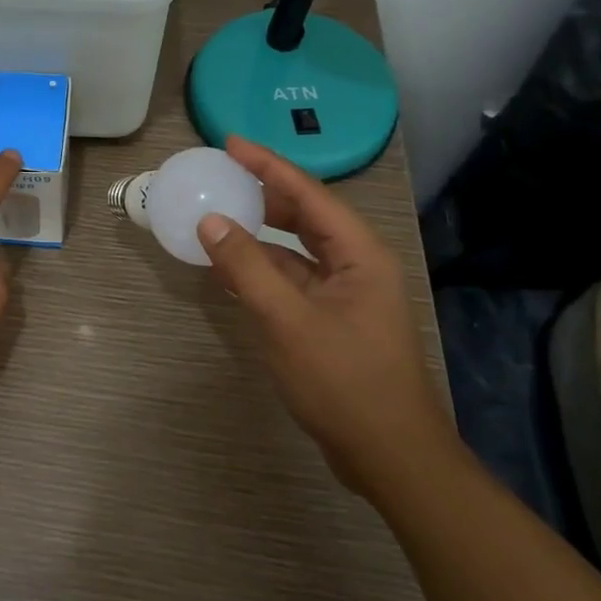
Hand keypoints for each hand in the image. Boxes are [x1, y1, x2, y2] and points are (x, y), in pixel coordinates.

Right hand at [197, 135, 459, 497]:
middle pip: (306, 214)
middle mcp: (356, 264)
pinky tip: (232, 268)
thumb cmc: (344, 382)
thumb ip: (246, 267)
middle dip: (264, 192)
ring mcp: (346, 294)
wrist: (390, 457)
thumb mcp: (287, 321)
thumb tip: (210, 220)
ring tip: (219, 214)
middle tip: (221, 174)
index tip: (230, 143)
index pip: (308, 193)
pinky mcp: (333, 319)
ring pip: (297, 248)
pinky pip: (292, 278)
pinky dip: (263, 268)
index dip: (267, 164)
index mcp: (358, 253)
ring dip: (261, 232)